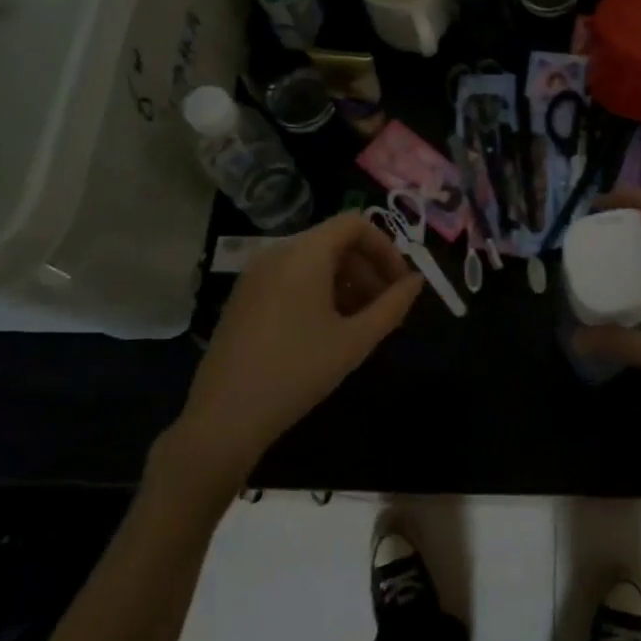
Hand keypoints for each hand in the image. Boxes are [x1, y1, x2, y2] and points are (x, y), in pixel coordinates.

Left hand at [168, 213, 422, 484]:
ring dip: (345, 282)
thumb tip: (416, 282)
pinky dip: (318, 291)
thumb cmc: (297, 372)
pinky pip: (291, 277)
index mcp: (304, 254)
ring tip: (361, 323)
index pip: (355, 224)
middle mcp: (277, 252)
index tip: (400, 284)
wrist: (224, 417)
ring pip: (313, 261)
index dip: (385, 248)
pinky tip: (327, 330)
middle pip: (334, 241)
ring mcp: (256, 275)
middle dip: (367, 268)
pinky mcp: (244, 297)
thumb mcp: (355, 340)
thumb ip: (392, 306)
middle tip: (385, 308)